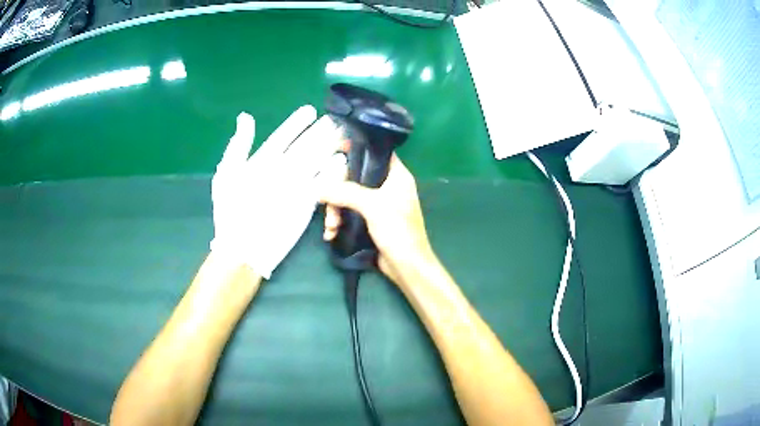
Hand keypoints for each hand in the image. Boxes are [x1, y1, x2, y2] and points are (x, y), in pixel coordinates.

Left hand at [211, 106, 342, 278]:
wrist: (244, 247)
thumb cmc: (231, 211)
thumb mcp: (228, 174)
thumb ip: (239, 145)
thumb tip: (245, 116)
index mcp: (263, 161)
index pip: (283, 137)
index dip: (295, 124)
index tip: (310, 110)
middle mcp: (282, 170)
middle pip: (304, 146)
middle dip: (318, 133)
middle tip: (333, 120)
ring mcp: (296, 185)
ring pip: (316, 161)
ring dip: (329, 147)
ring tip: (341, 134)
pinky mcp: (308, 201)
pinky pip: (323, 183)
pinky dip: (332, 172)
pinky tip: (341, 160)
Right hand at [318, 154, 433, 284]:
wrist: (407, 266)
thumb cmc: (397, 230)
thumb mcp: (372, 206)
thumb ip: (346, 192)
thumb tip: (320, 189)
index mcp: (396, 176)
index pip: (376, 152)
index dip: (357, 149)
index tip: (336, 150)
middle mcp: (388, 187)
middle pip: (355, 177)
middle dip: (337, 191)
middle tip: (327, 202)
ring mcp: (379, 205)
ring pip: (349, 197)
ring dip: (336, 211)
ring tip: (331, 227)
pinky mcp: (371, 221)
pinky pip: (350, 213)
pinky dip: (340, 221)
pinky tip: (331, 233)